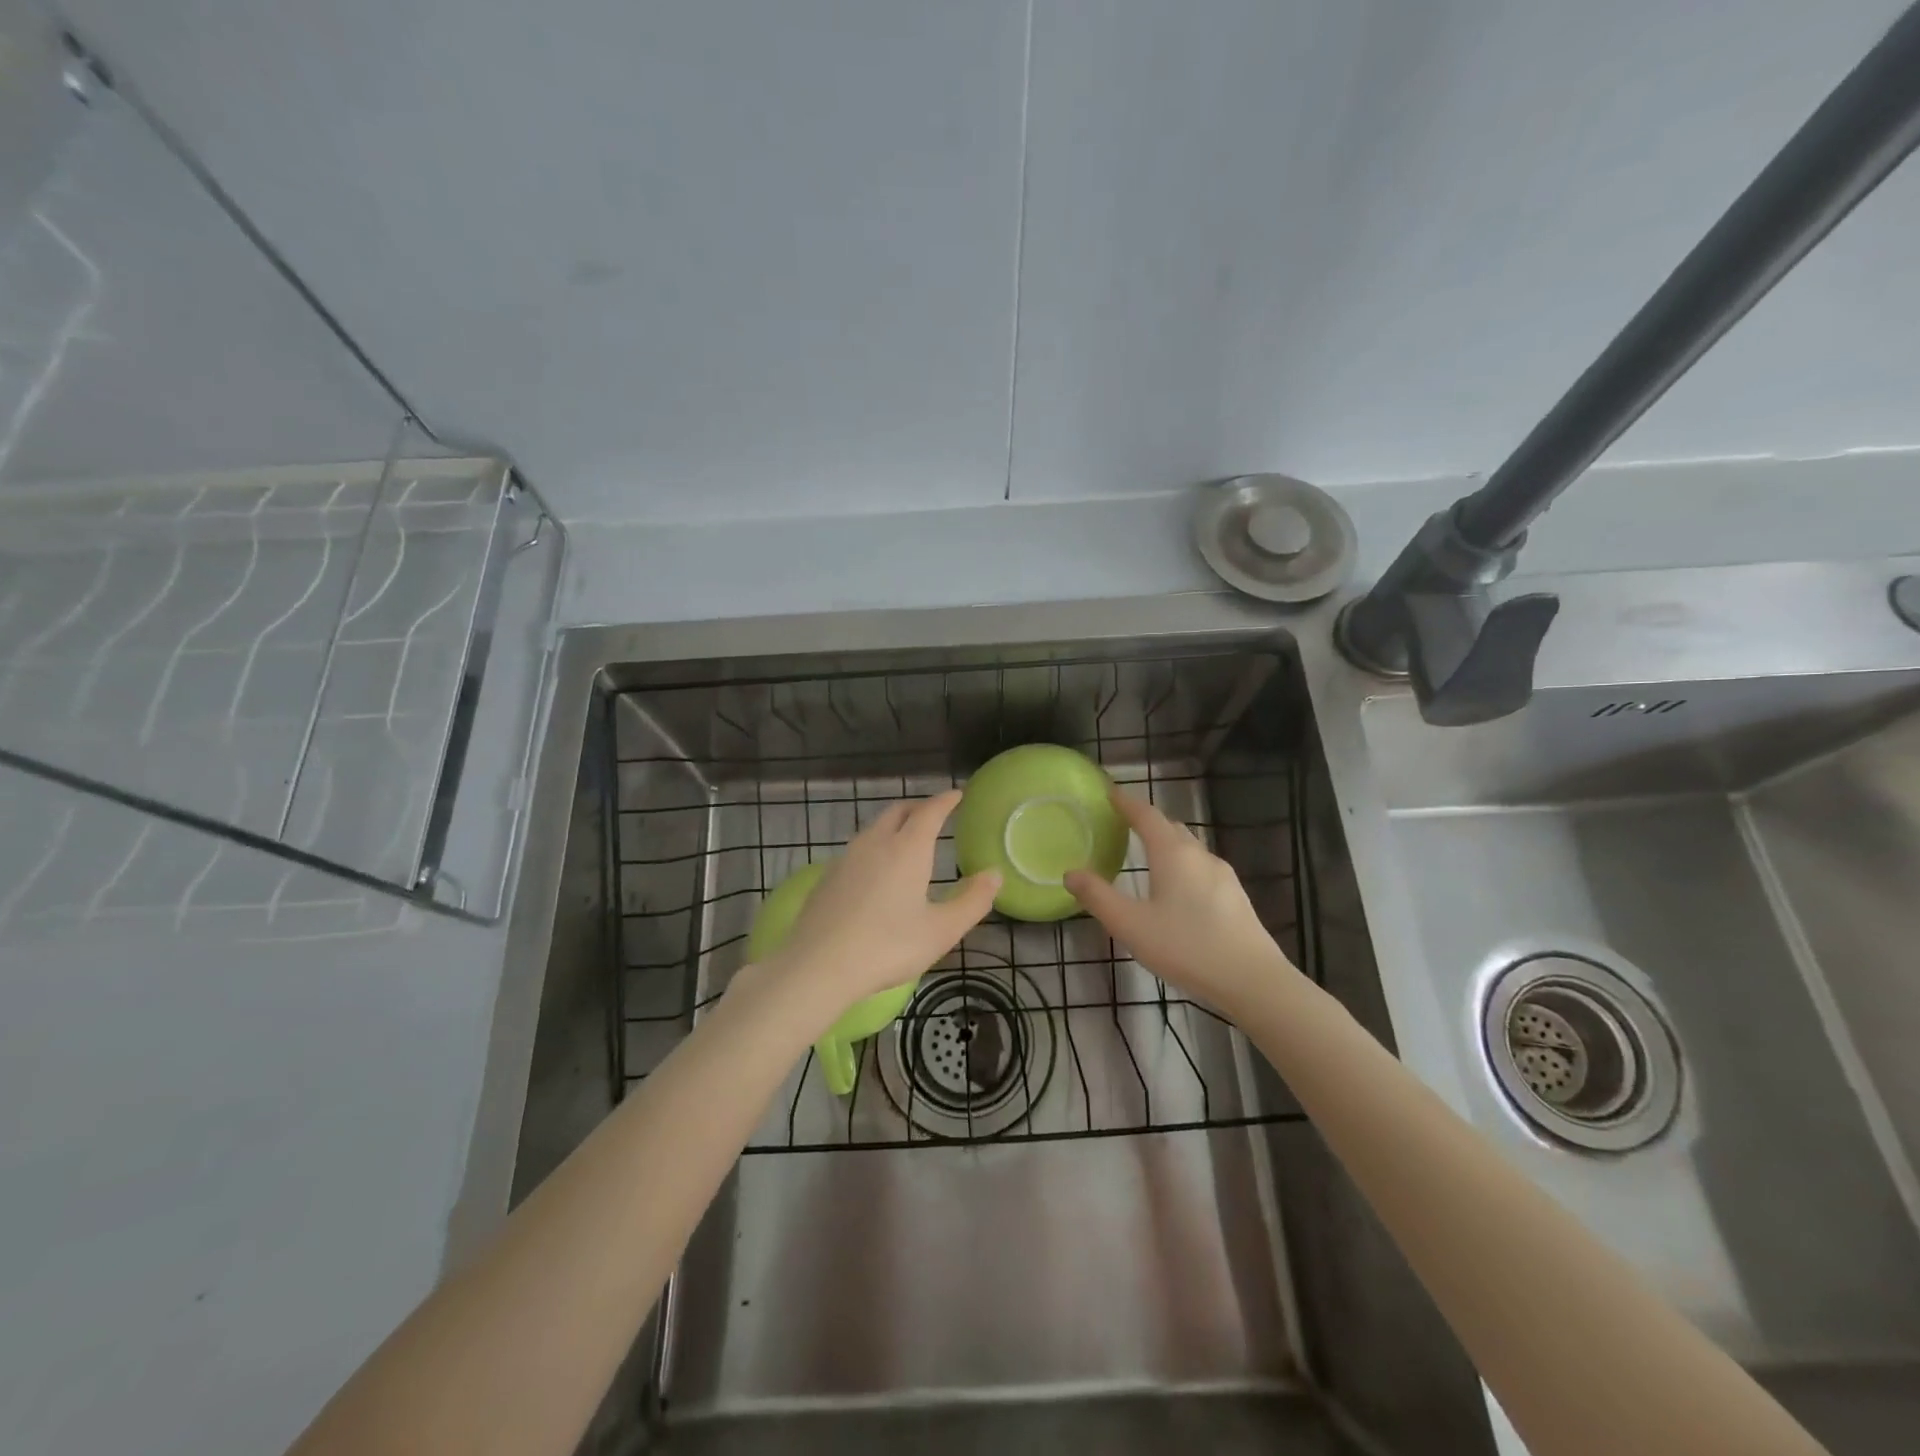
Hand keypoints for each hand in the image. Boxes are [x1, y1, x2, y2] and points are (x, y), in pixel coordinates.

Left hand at [753, 790, 999, 1020]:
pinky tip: (875, 869)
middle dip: (919, 807)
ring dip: (894, 825)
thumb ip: (973, 901)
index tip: (957, 795)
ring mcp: (846, 857)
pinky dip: (874, 846)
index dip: (945, 801)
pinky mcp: (827, 876)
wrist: (819, 965)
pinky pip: (857, 848)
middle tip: (934, 814)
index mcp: (907, 849)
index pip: (930, 812)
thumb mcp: (942, 931)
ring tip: (906, 839)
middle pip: (898, 812)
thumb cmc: (888, 947)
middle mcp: (876, 843)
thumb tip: (994, 874)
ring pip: (874, 828)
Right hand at [1065, 788, 1297, 1014]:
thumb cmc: (1185, 946)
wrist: (1252, 979)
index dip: (1126, 802)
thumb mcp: (1130, 925)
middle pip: (1170, 827)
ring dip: (1166, 843)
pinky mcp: (1234, 896)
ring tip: (1147, 855)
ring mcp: (1222, 875)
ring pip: (1189, 848)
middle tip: (1123, 824)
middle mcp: (1199, 855)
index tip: (1110, 792)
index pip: (1146, 815)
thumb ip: (1098, 897)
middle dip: (1146, 821)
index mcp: (1172, 854)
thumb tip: (1070, 873)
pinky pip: (1201, 867)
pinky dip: (1182, 864)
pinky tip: (1178, 889)